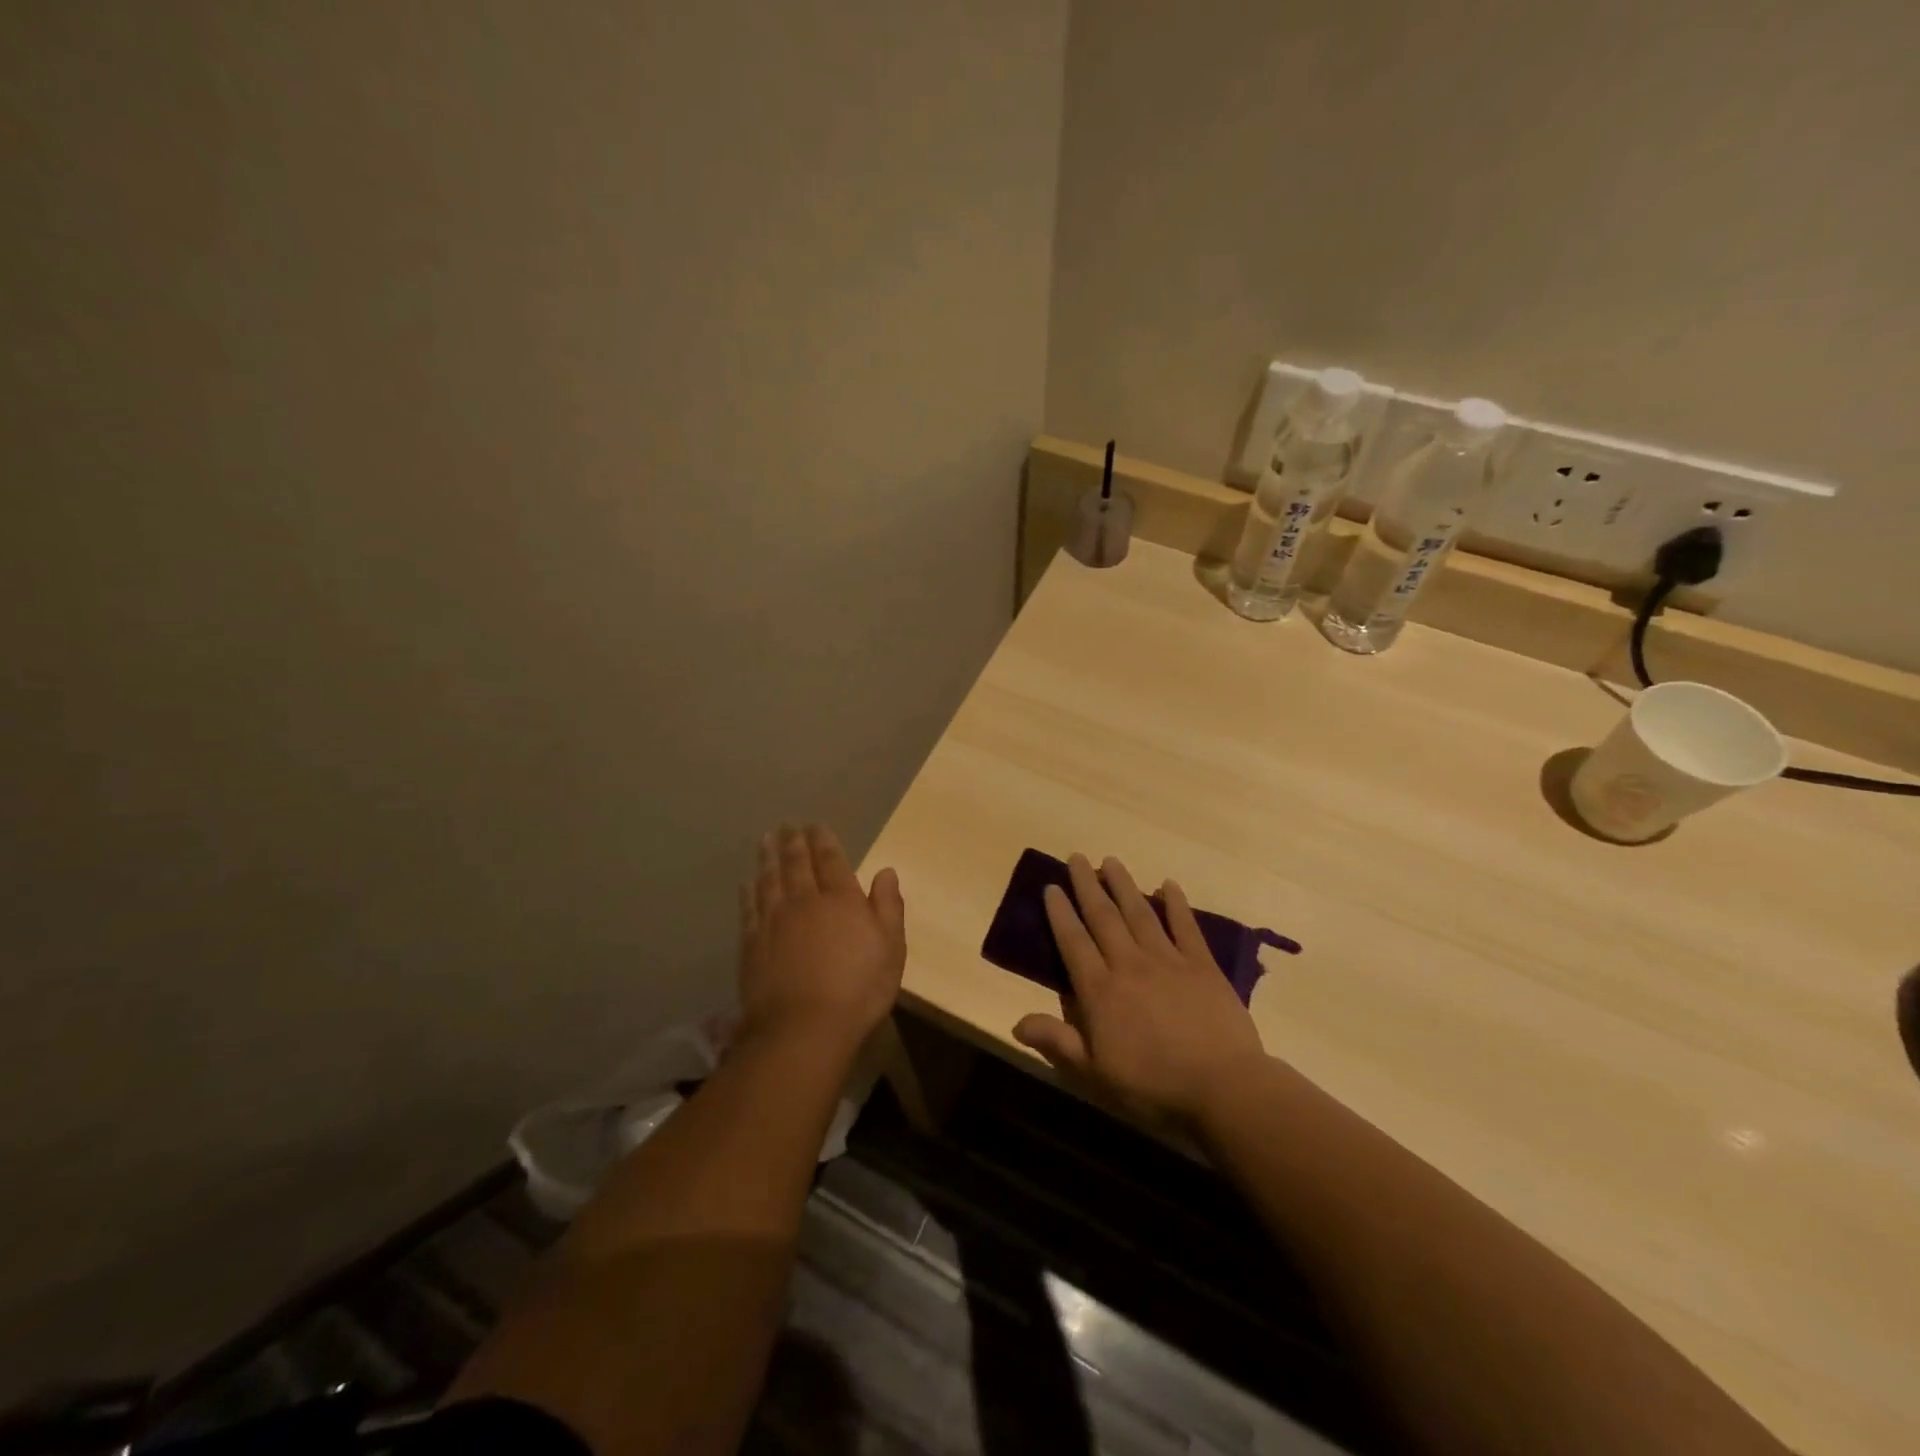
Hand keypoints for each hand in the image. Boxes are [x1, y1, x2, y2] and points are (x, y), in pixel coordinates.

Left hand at [738, 824, 906, 1049]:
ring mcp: (774, 921)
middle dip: (793, 842)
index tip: (816, 825)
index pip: (831, 860)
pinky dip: (748, 891)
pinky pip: (749, 908)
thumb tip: (886, 871)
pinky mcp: (752, 943)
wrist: (804, 1028)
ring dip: (767, 857)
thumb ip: (888, 907)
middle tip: (787, 825)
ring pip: (769, 879)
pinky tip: (746, 882)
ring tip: (765, 839)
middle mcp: (805, 901)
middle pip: (797, 864)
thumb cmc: (859, 990)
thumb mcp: (891, 949)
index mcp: (842, 899)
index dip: (823, 841)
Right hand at [1013, 853, 1267, 1125]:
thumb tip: (1016, 1022)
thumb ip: (1057, 1042)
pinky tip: (1169, 884)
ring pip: (1140, 913)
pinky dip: (1176, 904)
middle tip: (1076, 857)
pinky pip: (1185, 927)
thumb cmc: (1152, 1086)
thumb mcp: (1094, 1073)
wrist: (1223, 1087)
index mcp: (1100, 990)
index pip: (1073, 942)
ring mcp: (1168, 961)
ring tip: (1111, 861)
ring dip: (1124, 885)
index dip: (1060, 913)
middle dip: (1087, 886)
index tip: (1051, 886)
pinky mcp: (1202, 966)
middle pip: (1103, 917)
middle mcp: (1129, 965)